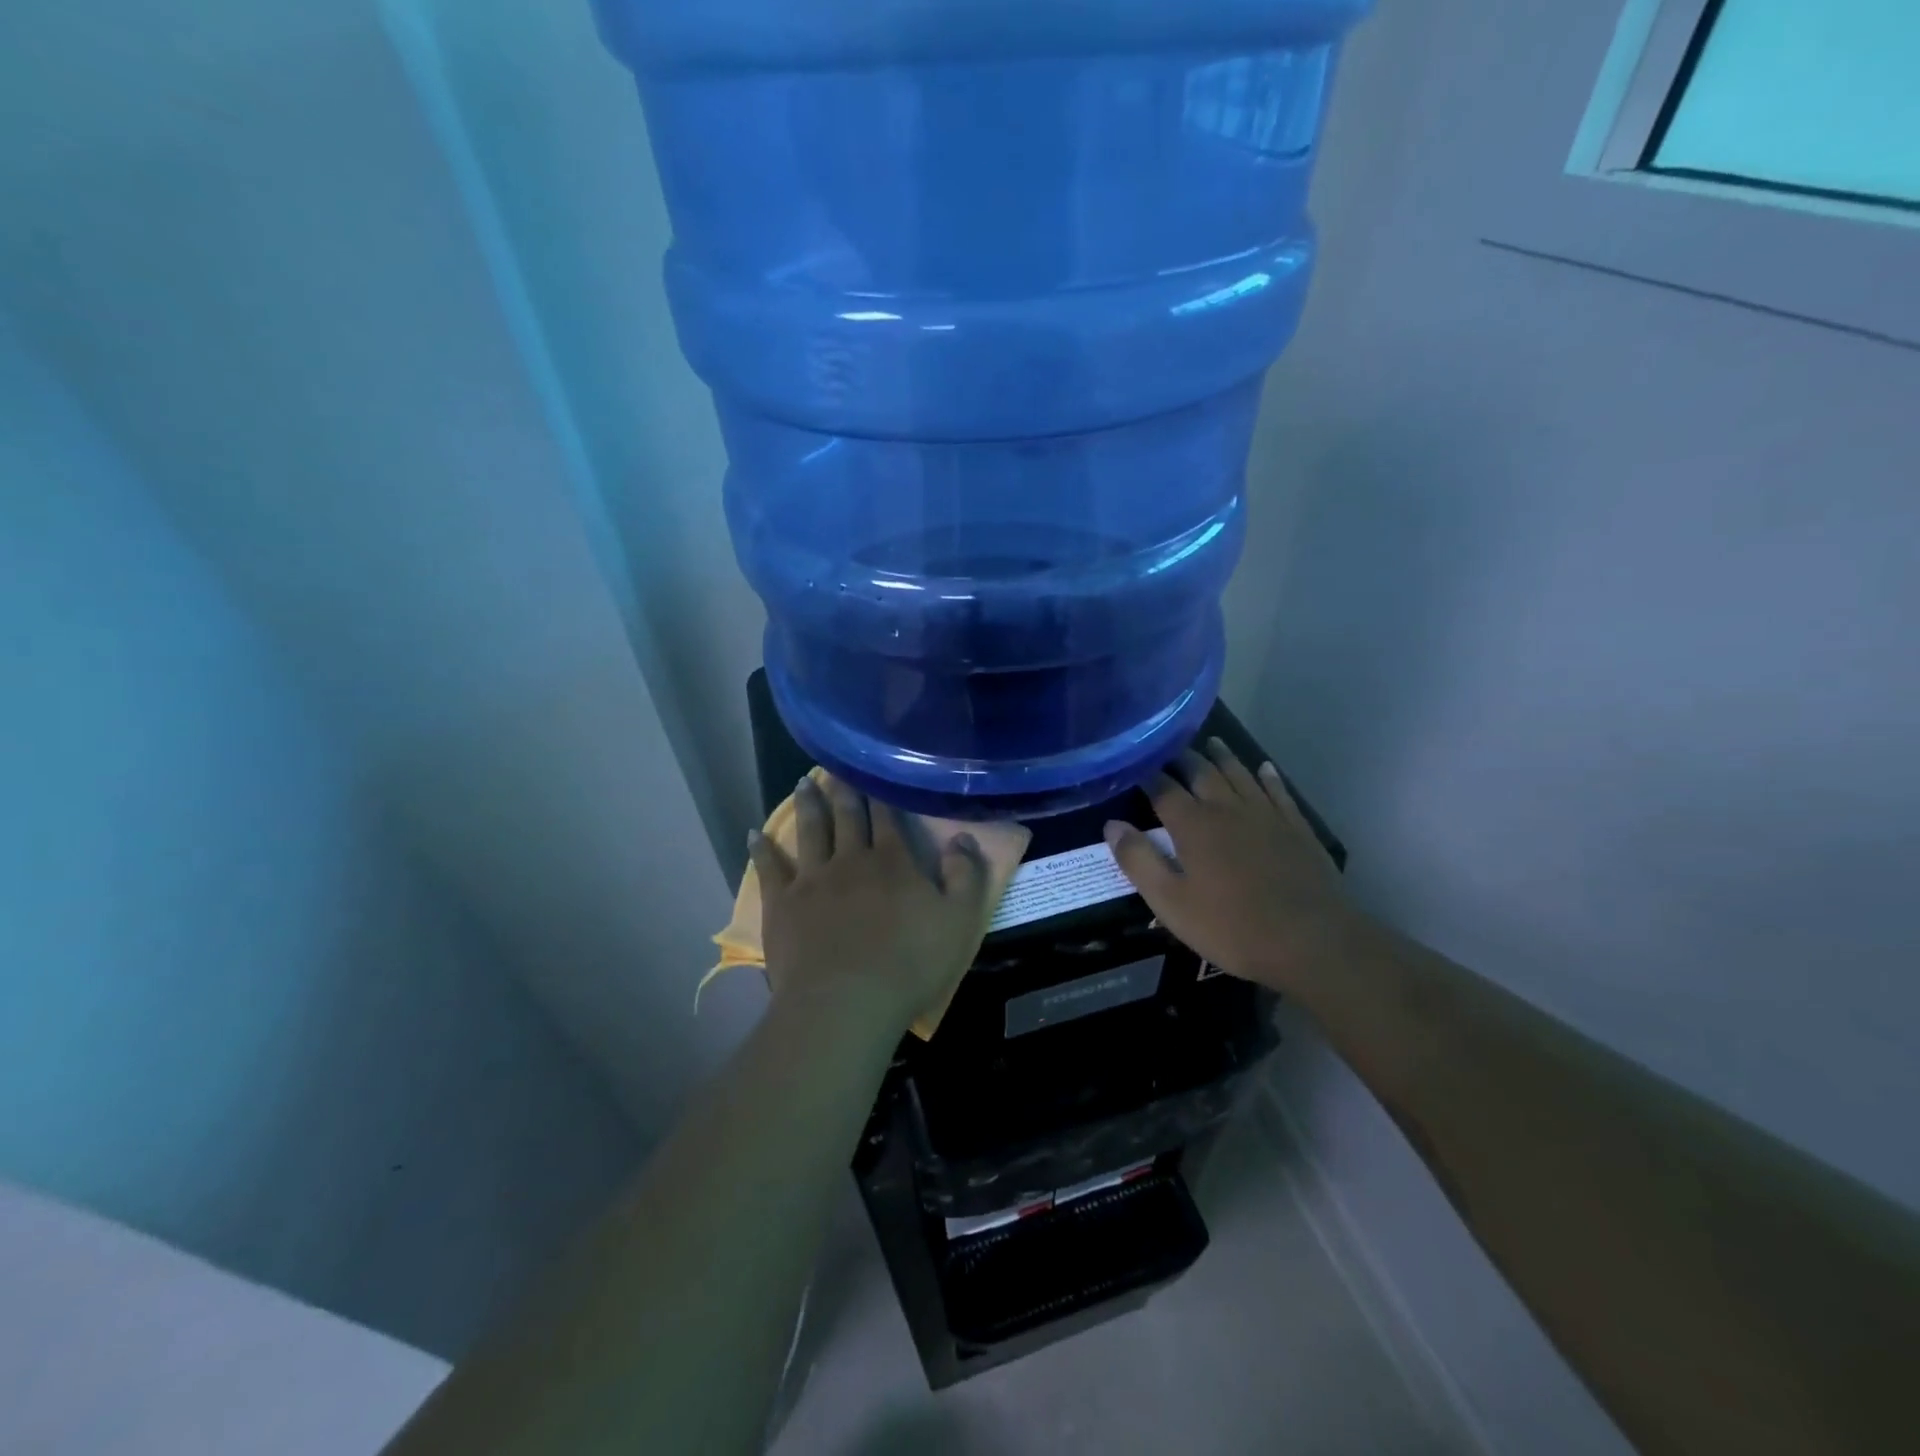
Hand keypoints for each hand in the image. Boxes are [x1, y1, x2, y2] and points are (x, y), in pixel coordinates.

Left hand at [748, 775, 990, 1036]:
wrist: (846, 1001)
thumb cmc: (910, 963)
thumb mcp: (960, 921)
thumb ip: (966, 876)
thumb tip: (964, 838)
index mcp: (894, 861)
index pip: (888, 818)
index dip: (881, 795)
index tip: (872, 771)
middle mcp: (851, 859)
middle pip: (847, 817)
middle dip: (843, 790)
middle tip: (834, 767)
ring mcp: (812, 879)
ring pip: (810, 831)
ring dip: (808, 806)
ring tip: (803, 783)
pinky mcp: (782, 903)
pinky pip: (769, 867)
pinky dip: (762, 849)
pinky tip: (755, 834)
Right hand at [1105, 739, 1352, 994]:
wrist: (1312, 942)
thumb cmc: (1231, 927)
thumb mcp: (1170, 903)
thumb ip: (1138, 861)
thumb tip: (1112, 825)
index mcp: (1193, 825)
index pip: (1163, 789)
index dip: (1146, 775)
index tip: (1134, 766)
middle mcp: (1228, 809)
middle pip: (1202, 772)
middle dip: (1183, 758)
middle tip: (1169, 749)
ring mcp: (1266, 815)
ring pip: (1240, 774)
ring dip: (1223, 757)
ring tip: (1211, 743)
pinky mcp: (1297, 828)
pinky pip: (1279, 791)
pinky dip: (1268, 776)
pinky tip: (1264, 768)